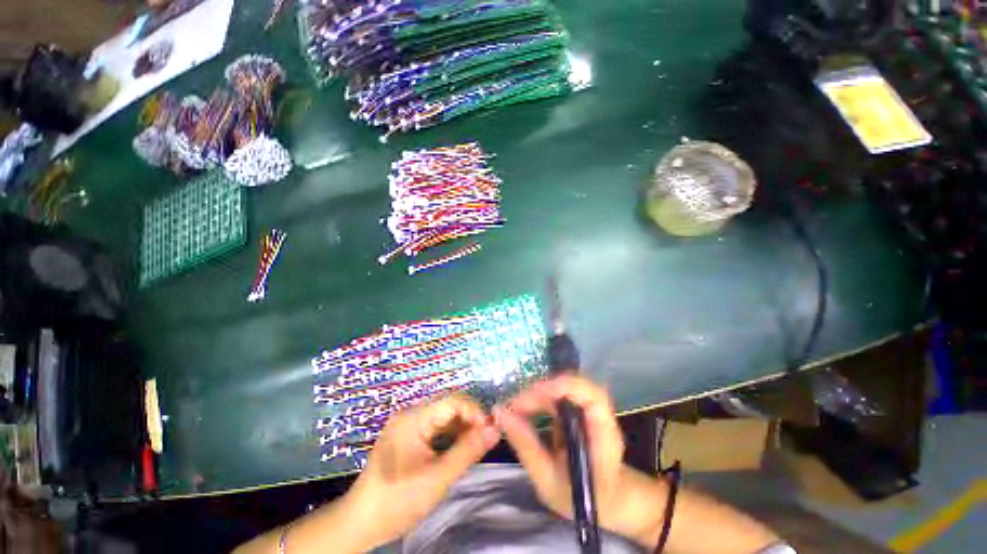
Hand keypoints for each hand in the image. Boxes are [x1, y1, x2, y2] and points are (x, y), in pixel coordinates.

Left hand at [347, 393, 500, 546]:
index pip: (452, 401)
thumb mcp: (437, 478)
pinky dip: (451, 436)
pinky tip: (461, 448)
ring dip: (462, 428)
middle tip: (487, 439)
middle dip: (470, 419)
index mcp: (413, 418)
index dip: (474, 411)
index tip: (491, 430)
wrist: (360, 525)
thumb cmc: (397, 501)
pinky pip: (436, 428)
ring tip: (477, 444)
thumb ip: (467, 451)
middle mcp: (411, 414)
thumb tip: (495, 430)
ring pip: (444, 417)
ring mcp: (409, 425)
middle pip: (449, 406)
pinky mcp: (409, 436)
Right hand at [494, 375, 670, 547]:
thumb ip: (526, 446)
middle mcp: (599, 415)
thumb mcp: (549, 481)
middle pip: (572, 386)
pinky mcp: (579, 410)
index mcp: (603, 435)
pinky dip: (539, 399)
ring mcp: (589, 410)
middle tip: (513, 406)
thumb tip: (501, 414)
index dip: (565, 387)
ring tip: (514, 408)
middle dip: (540, 391)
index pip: (593, 397)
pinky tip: (524, 410)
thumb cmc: (583, 499)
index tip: (535, 392)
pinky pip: (558, 395)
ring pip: (562, 387)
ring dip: (537, 394)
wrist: (609, 502)